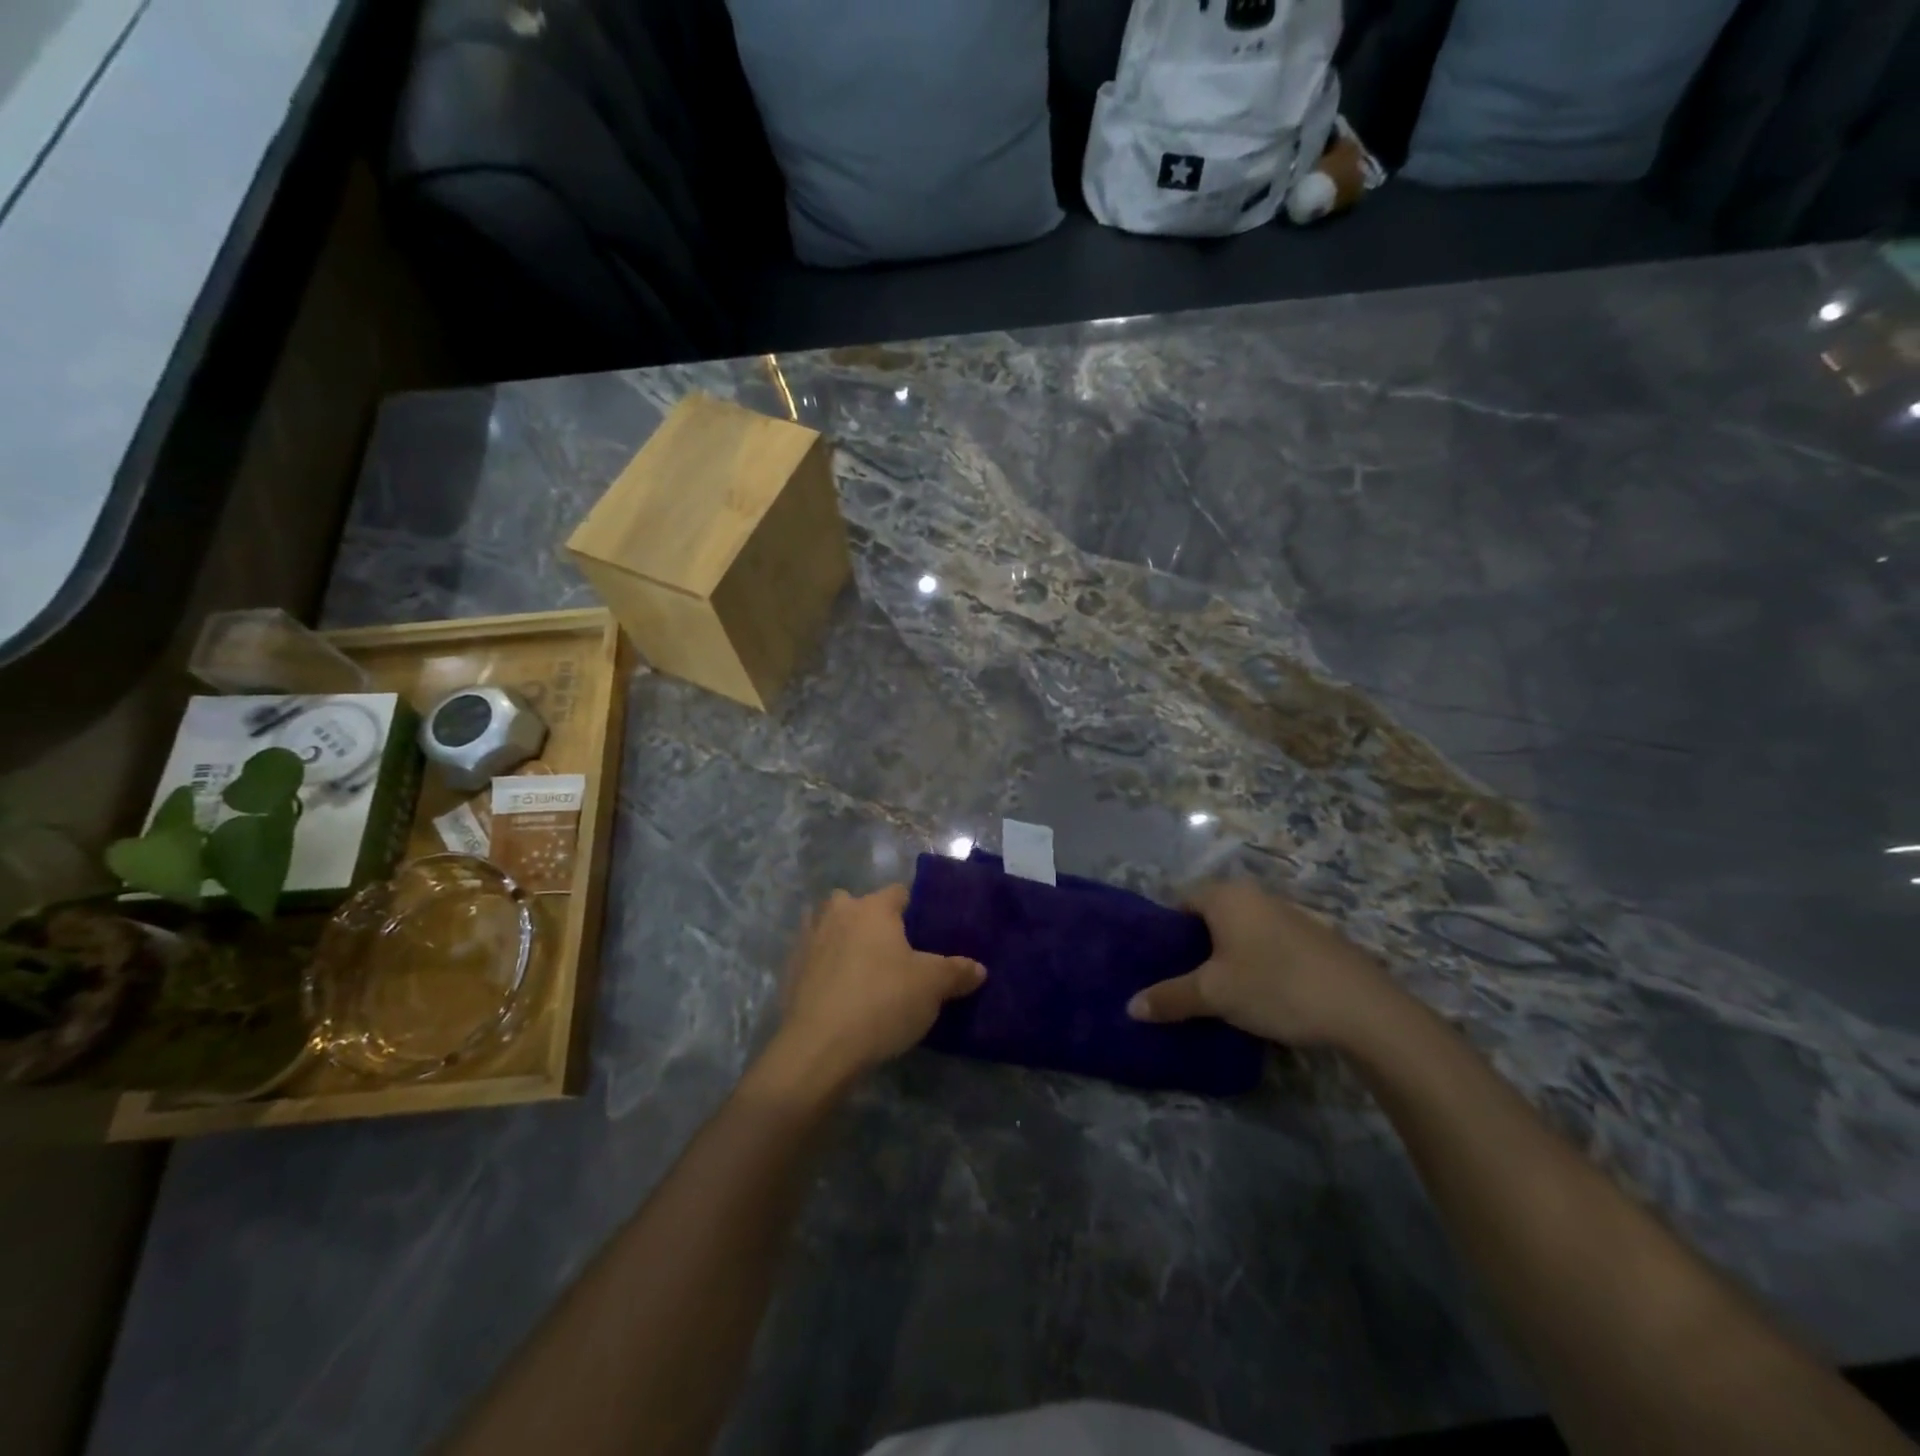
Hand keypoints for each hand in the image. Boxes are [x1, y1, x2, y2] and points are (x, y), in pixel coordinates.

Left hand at [766, 885, 984, 1089]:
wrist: (819, 1048)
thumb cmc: (882, 1002)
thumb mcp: (932, 988)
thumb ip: (957, 972)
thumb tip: (979, 969)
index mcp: (873, 908)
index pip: (899, 892)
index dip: (914, 910)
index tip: (926, 934)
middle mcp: (837, 913)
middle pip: (858, 905)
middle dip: (873, 922)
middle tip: (894, 953)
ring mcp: (808, 940)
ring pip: (831, 928)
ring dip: (844, 941)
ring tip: (865, 972)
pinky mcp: (790, 971)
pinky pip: (815, 959)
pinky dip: (826, 968)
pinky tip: (841, 994)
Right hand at [1127, 881, 1396, 1047]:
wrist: (1363, 1008)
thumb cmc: (1276, 986)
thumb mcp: (1214, 994)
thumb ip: (1170, 997)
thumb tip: (1130, 1007)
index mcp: (1227, 895)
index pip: (1181, 901)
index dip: (1166, 931)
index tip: (1159, 962)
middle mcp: (1256, 894)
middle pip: (1211, 914)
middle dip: (1195, 945)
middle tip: (1181, 979)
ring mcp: (1288, 913)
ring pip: (1241, 930)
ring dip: (1227, 955)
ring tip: (1216, 991)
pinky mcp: (1313, 937)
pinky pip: (1267, 942)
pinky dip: (1255, 960)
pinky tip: (1258, 993)